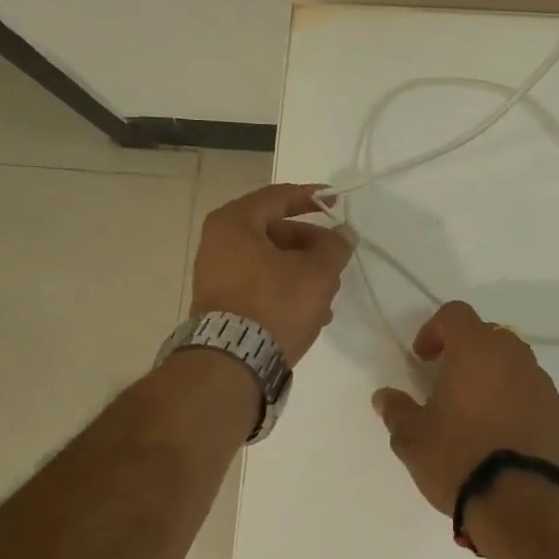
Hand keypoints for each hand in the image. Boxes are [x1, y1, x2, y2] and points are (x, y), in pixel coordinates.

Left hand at [190, 184, 352, 363]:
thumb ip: (335, 246)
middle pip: (274, 231)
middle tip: (336, 257)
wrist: (233, 362)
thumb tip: (343, 233)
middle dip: (310, 245)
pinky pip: (259, 285)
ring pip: (269, 262)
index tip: (337, 200)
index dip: (311, 196)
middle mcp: (217, 243)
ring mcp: (216, 275)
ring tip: (329, 293)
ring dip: (302, 272)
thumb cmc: (275, 304)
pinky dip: (285, 290)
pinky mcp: (221, 304)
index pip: (278, 197)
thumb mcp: (317, 272)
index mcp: (234, 222)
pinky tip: (312, 313)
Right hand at [371, 301, 558, 512]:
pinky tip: (503, 434)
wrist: (519, 503)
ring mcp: (542, 384)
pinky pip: (533, 393)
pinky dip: (517, 401)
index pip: (456, 314)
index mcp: (476, 350)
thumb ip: (396, 410)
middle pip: (488, 335)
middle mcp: (514, 357)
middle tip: (447, 384)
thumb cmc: (457, 457)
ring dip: (494, 376)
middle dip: (466, 351)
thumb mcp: (411, 438)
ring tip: (476, 412)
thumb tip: (384, 396)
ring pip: (515, 364)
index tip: (422, 359)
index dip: (434, 329)